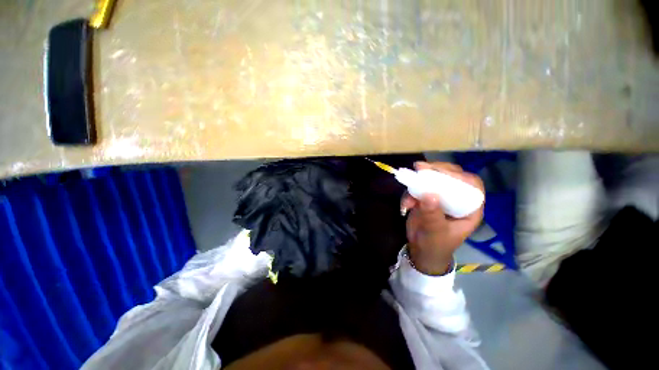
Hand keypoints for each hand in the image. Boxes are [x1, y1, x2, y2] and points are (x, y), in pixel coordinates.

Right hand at [401, 162, 483, 274]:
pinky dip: (409, 193)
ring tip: (408, 183)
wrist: (421, 251)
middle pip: (451, 177)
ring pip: (433, 180)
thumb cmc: (436, 245)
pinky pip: (417, 188)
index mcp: (469, 209)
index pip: (471, 186)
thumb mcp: (436, 232)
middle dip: (436, 171)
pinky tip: (405, 205)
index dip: (459, 177)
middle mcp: (456, 200)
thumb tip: (429, 194)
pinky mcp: (425, 198)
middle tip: (420, 167)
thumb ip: (433, 215)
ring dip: (419, 182)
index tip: (441, 173)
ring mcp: (439, 198)